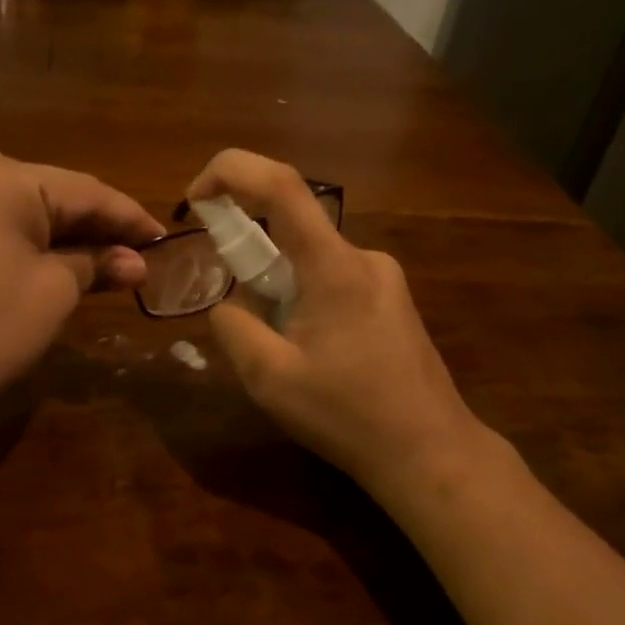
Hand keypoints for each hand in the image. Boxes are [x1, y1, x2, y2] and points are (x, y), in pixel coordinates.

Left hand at [0, 149, 160, 426]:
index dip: (130, 218)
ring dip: (68, 239)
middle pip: (54, 196)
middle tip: (142, 257)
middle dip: (98, 229)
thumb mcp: (55, 292)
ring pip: (26, 213)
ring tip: (112, 264)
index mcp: (1, 176)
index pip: (85, 191)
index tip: (165, 240)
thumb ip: (98, 263)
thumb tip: (136, 262)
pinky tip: (64, 264)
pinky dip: (33, 246)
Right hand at [186, 150, 487, 499]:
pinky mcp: (394, 302)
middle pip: (293, 231)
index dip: (230, 172)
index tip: (195, 199)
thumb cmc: (348, 415)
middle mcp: (364, 258)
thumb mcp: (269, 378)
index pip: (280, 185)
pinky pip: (334, 282)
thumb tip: (226, 303)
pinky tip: (315, 358)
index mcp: (334, 267)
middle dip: (252, 263)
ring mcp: (385, 279)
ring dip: (281, 291)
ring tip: (286, 356)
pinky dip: (306, 302)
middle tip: (244, 322)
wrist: (429, 452)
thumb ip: (233, 327)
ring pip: (311, 262)